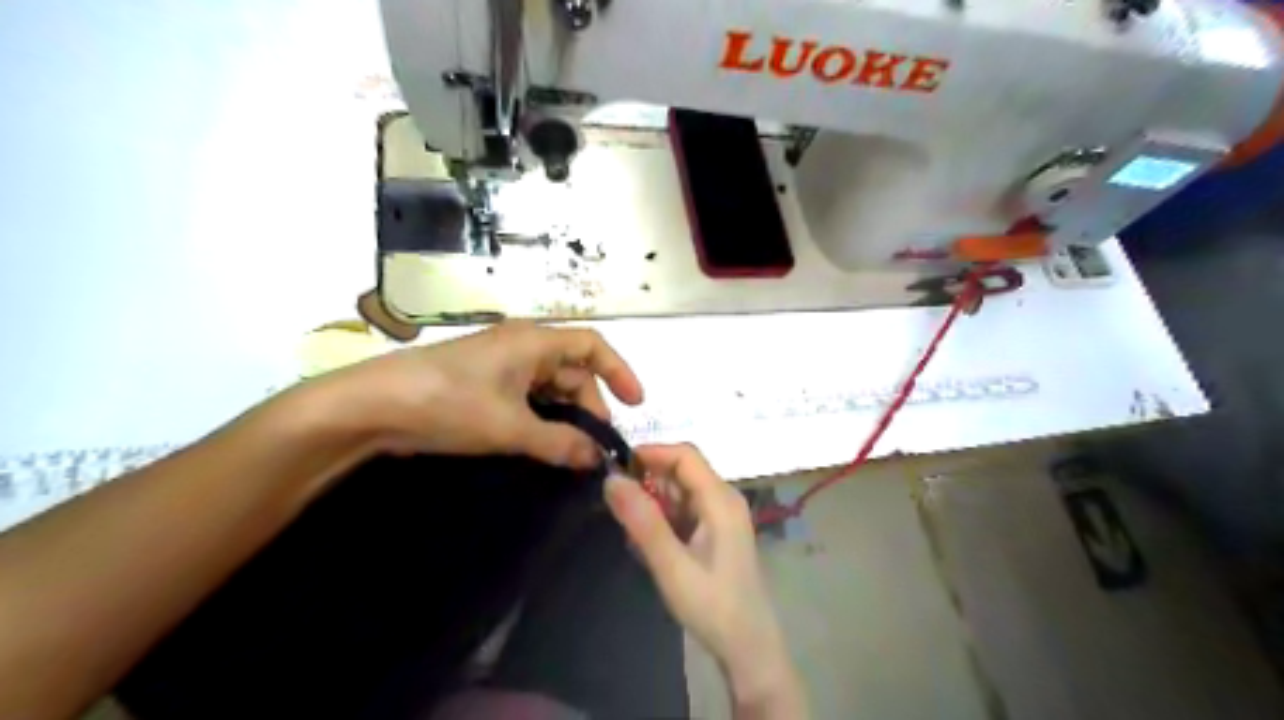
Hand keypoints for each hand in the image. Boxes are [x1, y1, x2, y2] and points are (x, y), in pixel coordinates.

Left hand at [307, 323, 645, 469]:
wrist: (371, 407)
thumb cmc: (448, 403)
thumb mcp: (510, 427)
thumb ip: (559, 442)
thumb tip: (597, 458)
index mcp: (534, 341)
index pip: (593, 346)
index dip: (619, 371)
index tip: (635, 405)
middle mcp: (521, 346)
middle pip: (572, 370)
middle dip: (589, 405)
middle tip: (594, 445)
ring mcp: (500, 364)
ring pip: (549, 387)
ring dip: (564, 415)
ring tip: (571, 450)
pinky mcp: (482, 383)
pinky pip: (526, 396)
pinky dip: (540, 418)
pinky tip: (541, 443)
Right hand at [608, 444, 806, 714]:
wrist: (748, 648)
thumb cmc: (713, 606)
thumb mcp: (671, 565)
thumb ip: (642, 521)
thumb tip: (611, 479)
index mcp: (720, 499)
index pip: (684, 455)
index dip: (650, 453)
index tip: (614, 468)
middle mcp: (723, 499)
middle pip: (681, 471)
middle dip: (647, 482)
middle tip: (617, 508)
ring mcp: (721, 516)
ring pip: (679, 492)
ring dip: (653, 504)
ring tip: (632, 535)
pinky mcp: (715, 532)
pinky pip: (683, 512)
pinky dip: (662, 521)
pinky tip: (648, 547)